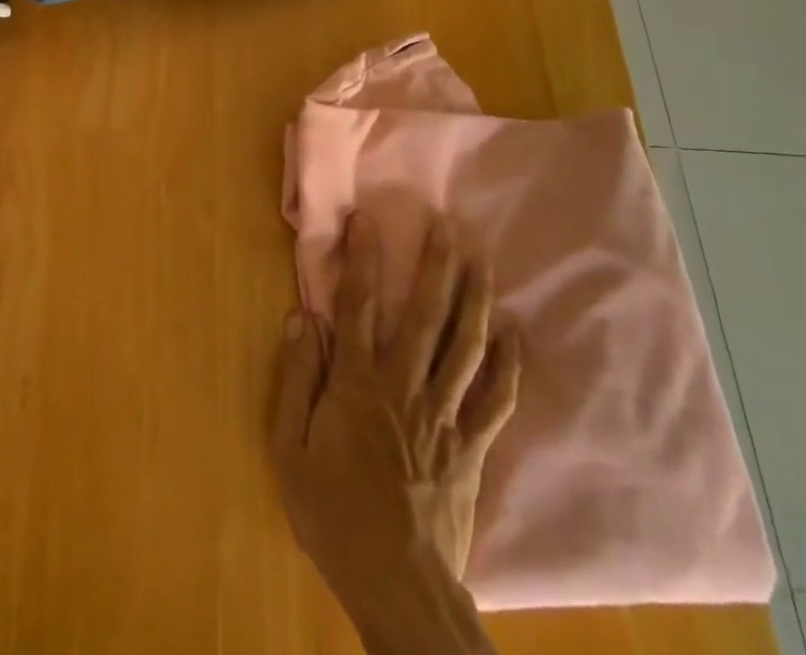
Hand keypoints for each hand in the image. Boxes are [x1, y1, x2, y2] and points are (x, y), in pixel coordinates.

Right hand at [272, 209, 519, 605]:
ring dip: (474, 298)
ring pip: (464, 345)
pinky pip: (496, 398)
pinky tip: (515, 333)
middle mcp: (404, 386)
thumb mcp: (290, 451)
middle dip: (435, 265)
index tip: (366, 219)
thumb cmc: (334, 516)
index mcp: (358, 384)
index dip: (362, 258)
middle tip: (447, 224)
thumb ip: (297, 380)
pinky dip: (508, 364)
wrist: (397, 587)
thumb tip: (302, 317)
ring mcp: (444, 415)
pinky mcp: (472, 446)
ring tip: (482, 259)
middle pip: (423, 314)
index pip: (358, 306)